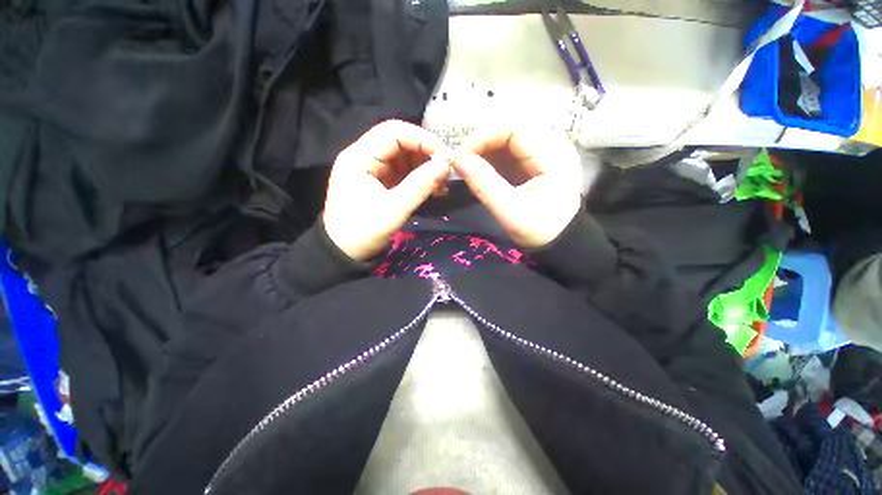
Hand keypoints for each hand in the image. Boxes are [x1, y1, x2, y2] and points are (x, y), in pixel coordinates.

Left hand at [323, 120, 450, 260]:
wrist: (343, 254)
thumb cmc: (363, 232)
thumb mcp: (395, 209)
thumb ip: (421, 185)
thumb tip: (446, 164)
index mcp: (359, 157)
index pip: (393, 131)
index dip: (422, 139)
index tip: (444, 156)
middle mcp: (364, 157)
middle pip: (400, 142)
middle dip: (426, 154)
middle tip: (446, 172)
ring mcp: (372, 170)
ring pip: (404, 157)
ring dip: (425, 167)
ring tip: (442, 184)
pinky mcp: (379, 182)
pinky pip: (403, 172)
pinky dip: (419, 178)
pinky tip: (434, 190)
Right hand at [450, 127, 581, 248]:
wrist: (558, 240)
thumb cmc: (538, 230)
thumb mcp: (510, 211)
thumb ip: (483, 184)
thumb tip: (455, 158)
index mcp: (553, 156)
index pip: (514, 128)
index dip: (483, 136)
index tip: (460, 156)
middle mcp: (551, 145)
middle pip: (509, 130)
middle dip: (481, 144)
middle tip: (461, 164)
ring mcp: (543, 151)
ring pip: (505, 139)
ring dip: (483, 151)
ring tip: (467, 169)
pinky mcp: (533, 160)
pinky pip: (507, 151)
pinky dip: (489, 159)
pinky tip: (479, 172)